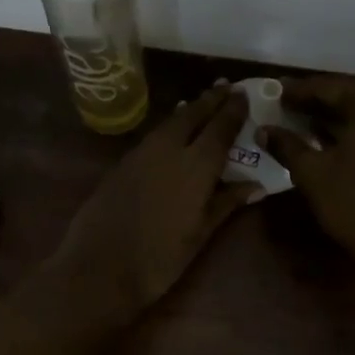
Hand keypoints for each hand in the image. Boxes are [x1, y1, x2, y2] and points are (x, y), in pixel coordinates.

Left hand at [50, 85, 253, 316]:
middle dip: (211, 100)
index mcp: (195, 166)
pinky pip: (153, 135)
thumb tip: (256, 184)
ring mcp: (141, 153)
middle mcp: (169, 149)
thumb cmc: (159, 259)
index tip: (244, 94)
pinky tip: (172, 132)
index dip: (233, 110)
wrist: (99, 268)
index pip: (220, 128)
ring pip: (170, 122)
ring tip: (202, 103)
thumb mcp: (200, 235)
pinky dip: (168, 126)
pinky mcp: (122, 163)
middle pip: (193, 115)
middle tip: (225, 86)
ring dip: (189, 110)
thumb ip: (226, 203)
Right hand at [261, 76, 354, 290]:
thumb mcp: (313, 173)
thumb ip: (287, 145)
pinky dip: (353, 132)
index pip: (325, 87)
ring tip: (301, 124)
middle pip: (347, 96)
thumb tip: (264, 130)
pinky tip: (329, 142)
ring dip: (333, 118)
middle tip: (284, 107)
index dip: (295, 91)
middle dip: (315, 103)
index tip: (272, 92)